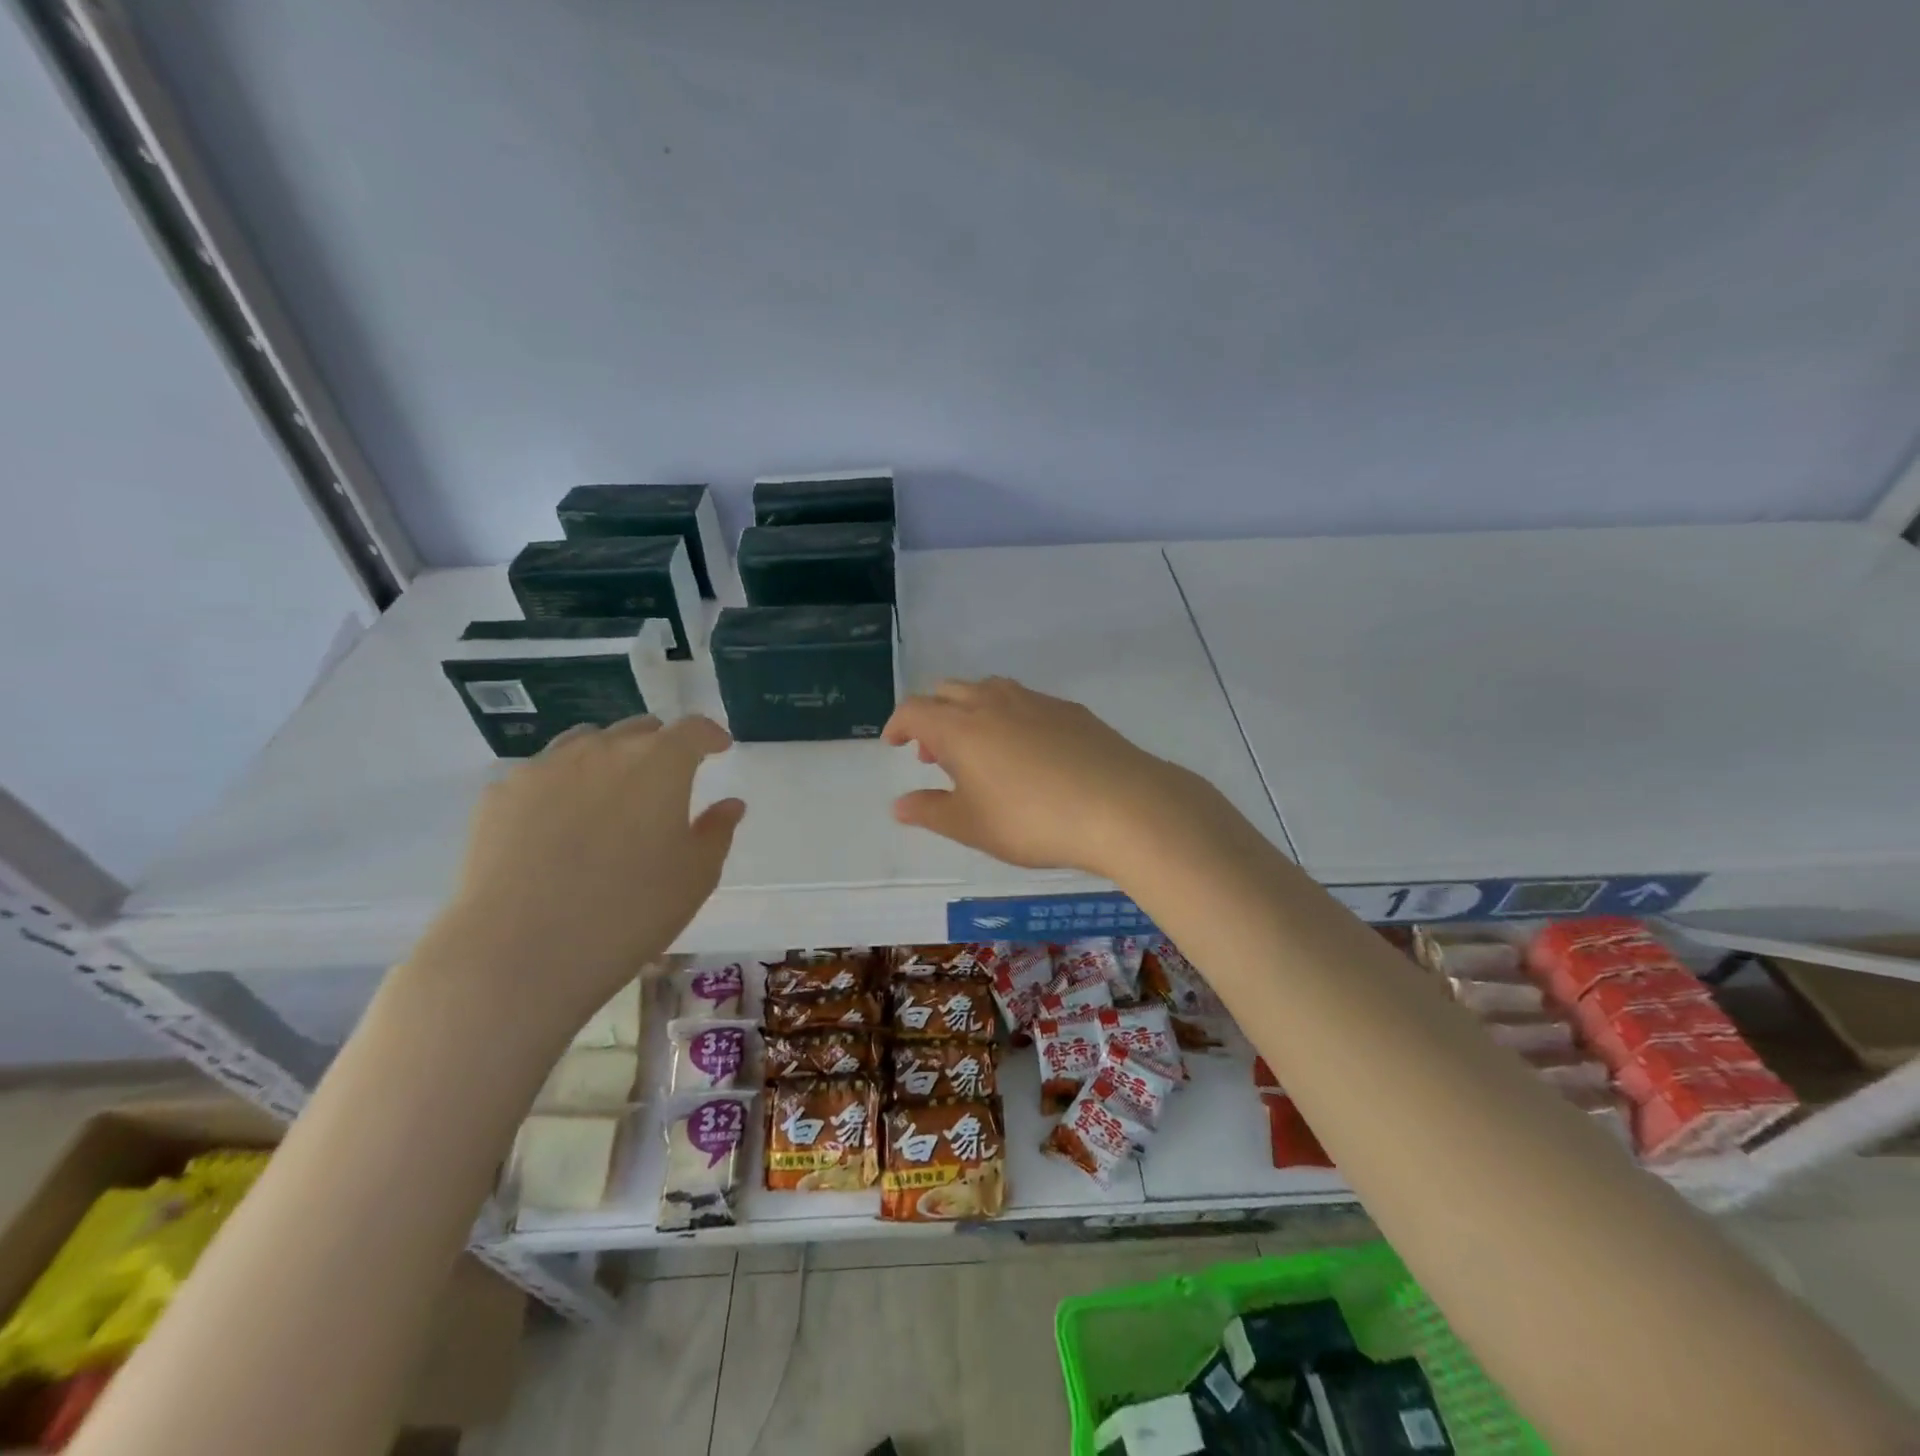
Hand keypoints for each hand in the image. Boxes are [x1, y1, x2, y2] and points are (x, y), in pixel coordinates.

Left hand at [414, 715, 743, 1036]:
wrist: (521, 951)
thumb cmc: (631, 911)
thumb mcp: (696, 876)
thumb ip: (716, 831)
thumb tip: (729, 804)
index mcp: (660, 763)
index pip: (694, 729)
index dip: (710, 735)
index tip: (719, 748)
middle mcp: (604, 749)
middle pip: (639, 730)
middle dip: (660, 747)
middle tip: (666, 781)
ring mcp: (546, 767)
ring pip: (587, 743)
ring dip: (610, 758)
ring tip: (611, 796)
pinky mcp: (501, 793)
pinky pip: (542, 773)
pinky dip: (563, 785)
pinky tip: (559, 824)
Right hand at [883, 677, 1232, 880]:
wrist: (1121, 805)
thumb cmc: (1033, 821)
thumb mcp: (973, 826)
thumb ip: (931, 811)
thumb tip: (899, 804)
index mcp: (961, 727)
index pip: (915, 710)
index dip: (899, 724)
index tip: (895, 744)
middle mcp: (993, 702)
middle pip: (949, 692)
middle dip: (933, 717)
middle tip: (935, 754)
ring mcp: (1035, 701)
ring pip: (989, 690)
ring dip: (971, 712)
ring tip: (979, 750)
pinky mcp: (1070, 710)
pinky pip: (1025, 702)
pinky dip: (1008, 717)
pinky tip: (1026, 752)